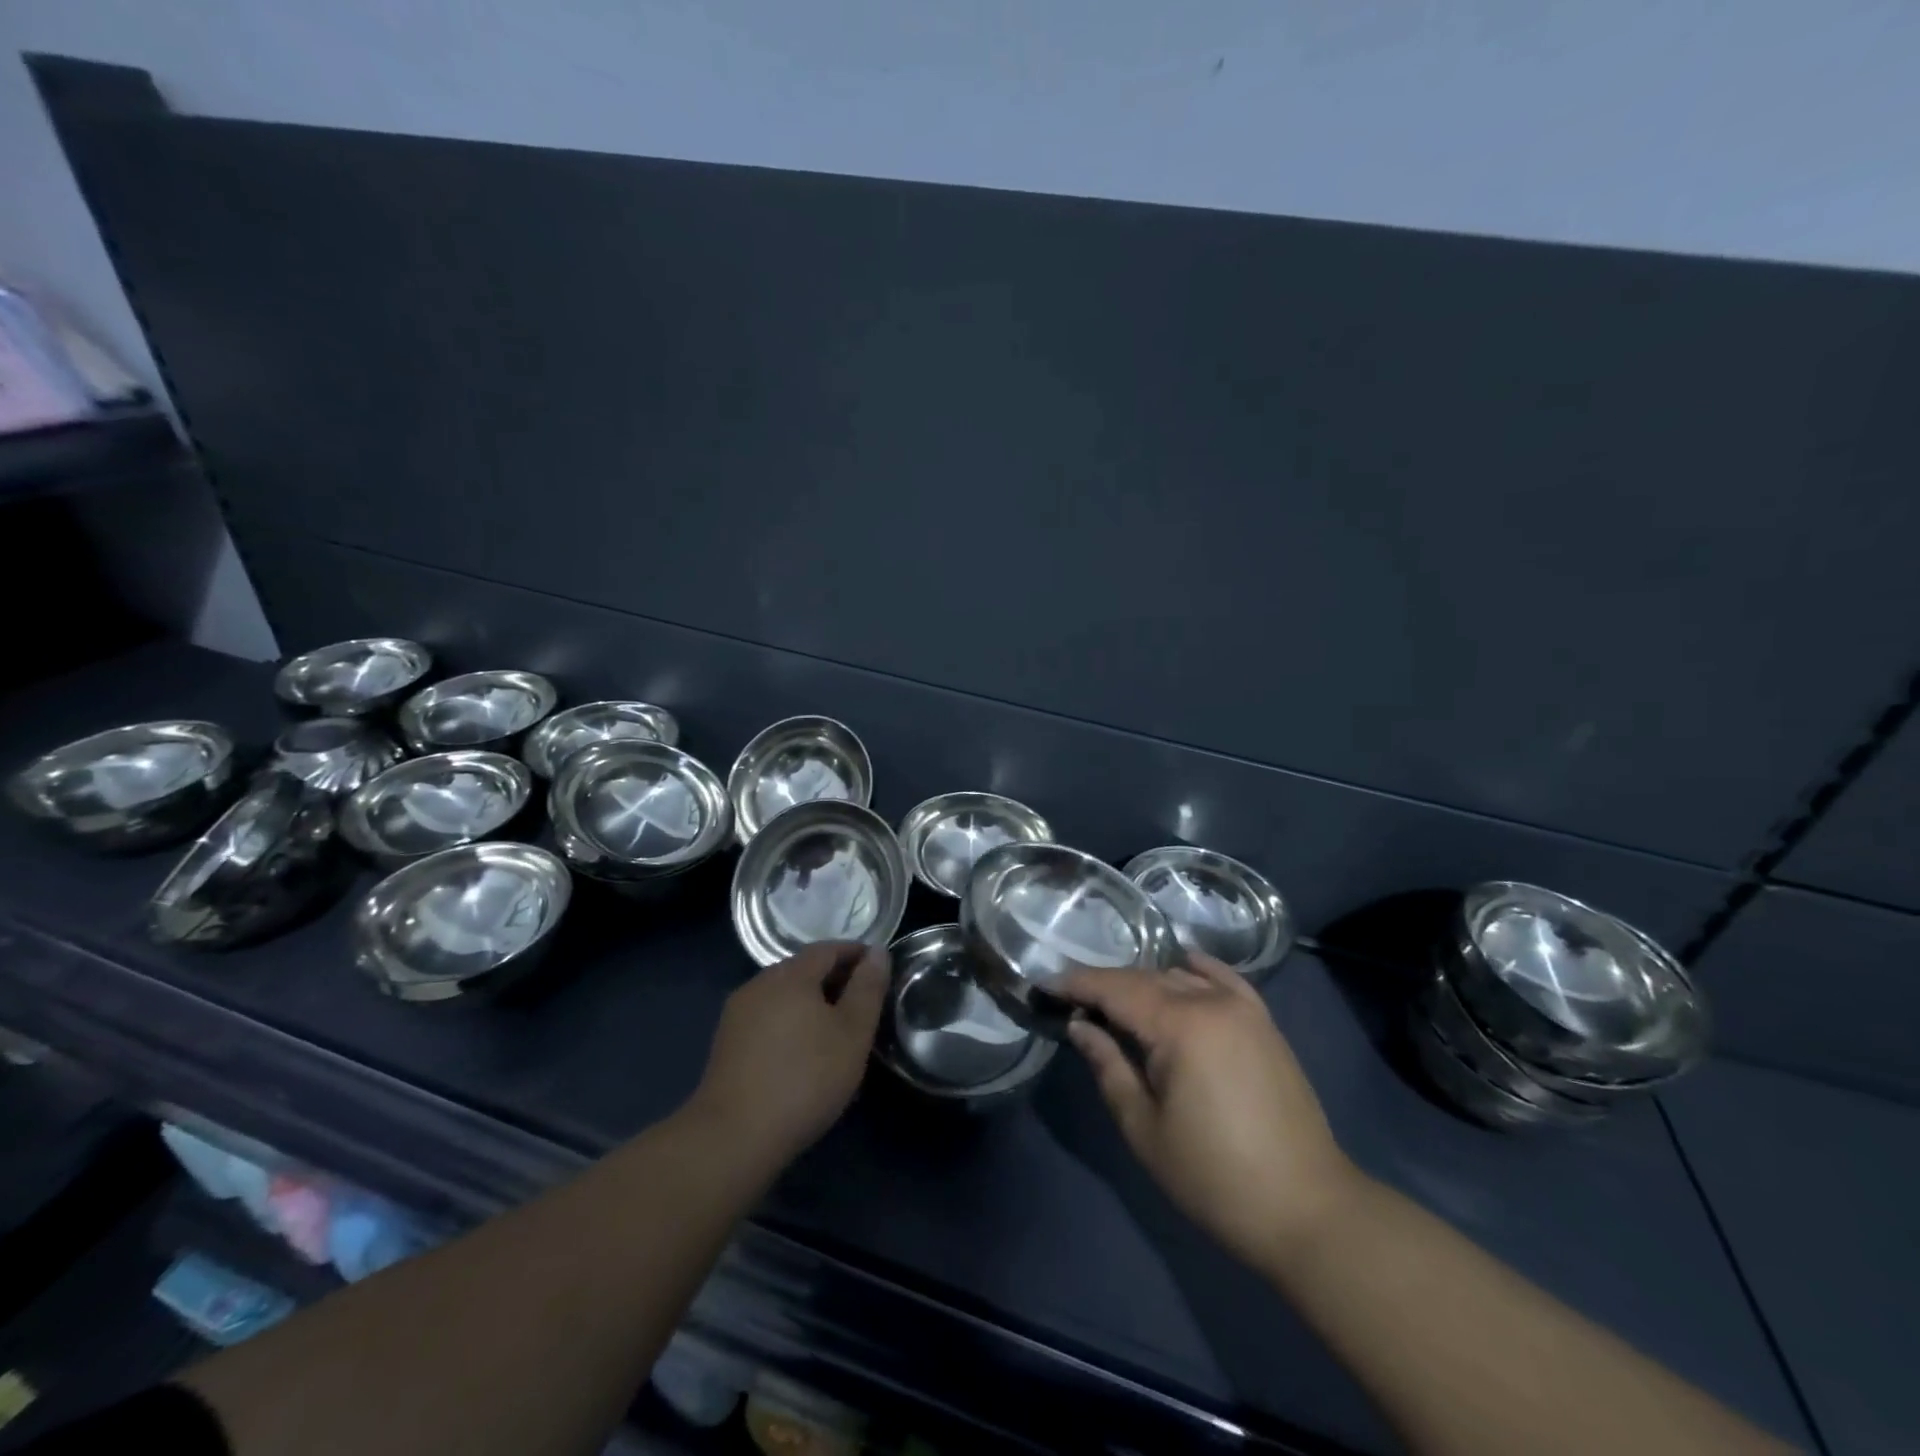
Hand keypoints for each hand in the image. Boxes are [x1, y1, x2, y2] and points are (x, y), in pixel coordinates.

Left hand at [688, 942, 888, 1166]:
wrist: (732, 1138)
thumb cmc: (804, 1079)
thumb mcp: (852, 1034)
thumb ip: (867, 989)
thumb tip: (877, 952)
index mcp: (790, 975)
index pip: (827, 949)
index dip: (855, 954)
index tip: (878, 969)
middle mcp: (759, 984)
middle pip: (803, 969)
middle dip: (834, 978)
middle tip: (862, 1002)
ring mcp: (737, 1014)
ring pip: (783, 995)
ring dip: (811, 1002)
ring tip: (836, 1028)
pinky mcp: (726, 1044)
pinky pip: (767, 1017)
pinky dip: (790, 1021)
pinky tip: (802, 1050)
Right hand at [1061, 954, 1361, 1269]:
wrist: (1308, 1209)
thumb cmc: (1215, 1178)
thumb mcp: (1145, 1128)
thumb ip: (1108, 1067)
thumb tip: (1080, 1026)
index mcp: (1180, 1026)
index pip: (1115, 989)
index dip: (1077, 984)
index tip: (1046, 985)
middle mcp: (1212, 1002)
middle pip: (1145, 979)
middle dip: (1106, 984)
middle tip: (1072, 997)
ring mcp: (1244, 1009)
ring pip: (1180, 977)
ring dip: (1143, 983)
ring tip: (1115, 999)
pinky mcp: (1264, 1023)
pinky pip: (1223, 979)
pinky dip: (1196, 969)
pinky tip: (1180, 966)